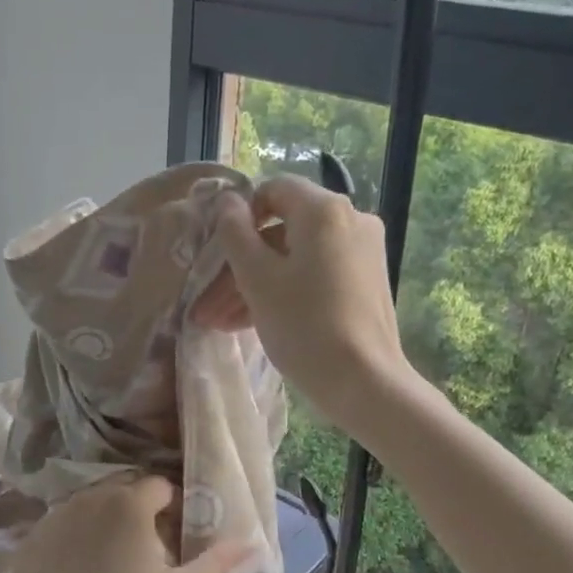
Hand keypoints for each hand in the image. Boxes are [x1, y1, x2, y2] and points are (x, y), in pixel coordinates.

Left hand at [0, 476, 250, 572]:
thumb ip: (216, 563)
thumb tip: (250, 543)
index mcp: (128, 504)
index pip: (161, 487)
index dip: (176, 510)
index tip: (178, 542)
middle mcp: (89, 497)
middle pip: (126, 491)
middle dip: (143, 514)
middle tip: (151, 555)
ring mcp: (55, 516)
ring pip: (94, 506)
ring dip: (111, 523)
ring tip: (117, 565)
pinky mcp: (32, 538)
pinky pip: (66, 525)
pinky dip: (80, 538)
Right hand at [191, 174, 414, 441]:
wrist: (364, 382)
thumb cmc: (305, 326)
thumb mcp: (258, 280)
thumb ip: (236, 235)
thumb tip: (227, 202)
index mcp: (324, 210)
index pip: (273, 190)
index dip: (238, 217)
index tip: (216, 255)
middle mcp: (350, 220)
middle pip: (282, 232)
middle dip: (240, 267)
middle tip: (207, 306)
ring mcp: (362, 254)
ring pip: (296, 259)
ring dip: (256, 286)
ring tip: (221, 324)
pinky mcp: (365, 284)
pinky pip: (316, 276)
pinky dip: (285, 293)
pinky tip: (253, 324)